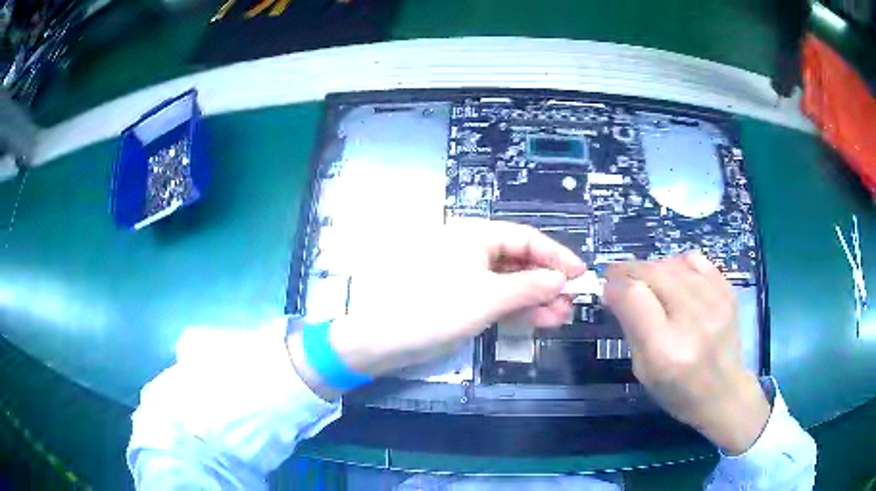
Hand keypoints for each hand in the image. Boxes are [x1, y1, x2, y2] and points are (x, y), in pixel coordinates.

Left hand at [289, 220, 585, 398]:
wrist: (382, 338)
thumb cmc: (436, 308)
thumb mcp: (489, 297)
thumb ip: (529, 287)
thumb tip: (561, 280)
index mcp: (475, 235)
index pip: (526, 238)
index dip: (556, 255)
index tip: (581, 274)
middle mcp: (471, 248)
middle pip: (519, 260)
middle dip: (547, 281)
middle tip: (571, 302)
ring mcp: (464, 275)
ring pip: (509, 281)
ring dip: (535, 298)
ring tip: (560, 317)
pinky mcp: (459, 297)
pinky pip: (495, 297)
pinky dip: (515, 308)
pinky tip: (537, 320)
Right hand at [603, 252, 769, 454]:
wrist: (724, 392)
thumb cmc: (678, 391)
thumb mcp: (643, 369)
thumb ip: (630, 327)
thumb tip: (614, 290)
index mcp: (665, 350)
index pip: (634, 296)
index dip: (615, 285)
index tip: (606, 286)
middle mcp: (692, 321)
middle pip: (653, 273)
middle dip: (629, 270)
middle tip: (618, 275)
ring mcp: (715, 302)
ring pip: (672, 263)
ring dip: (651, 268)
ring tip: (647, 281)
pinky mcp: (728, 292)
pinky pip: (696, 260)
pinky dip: (678, 264)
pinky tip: (674, 278)